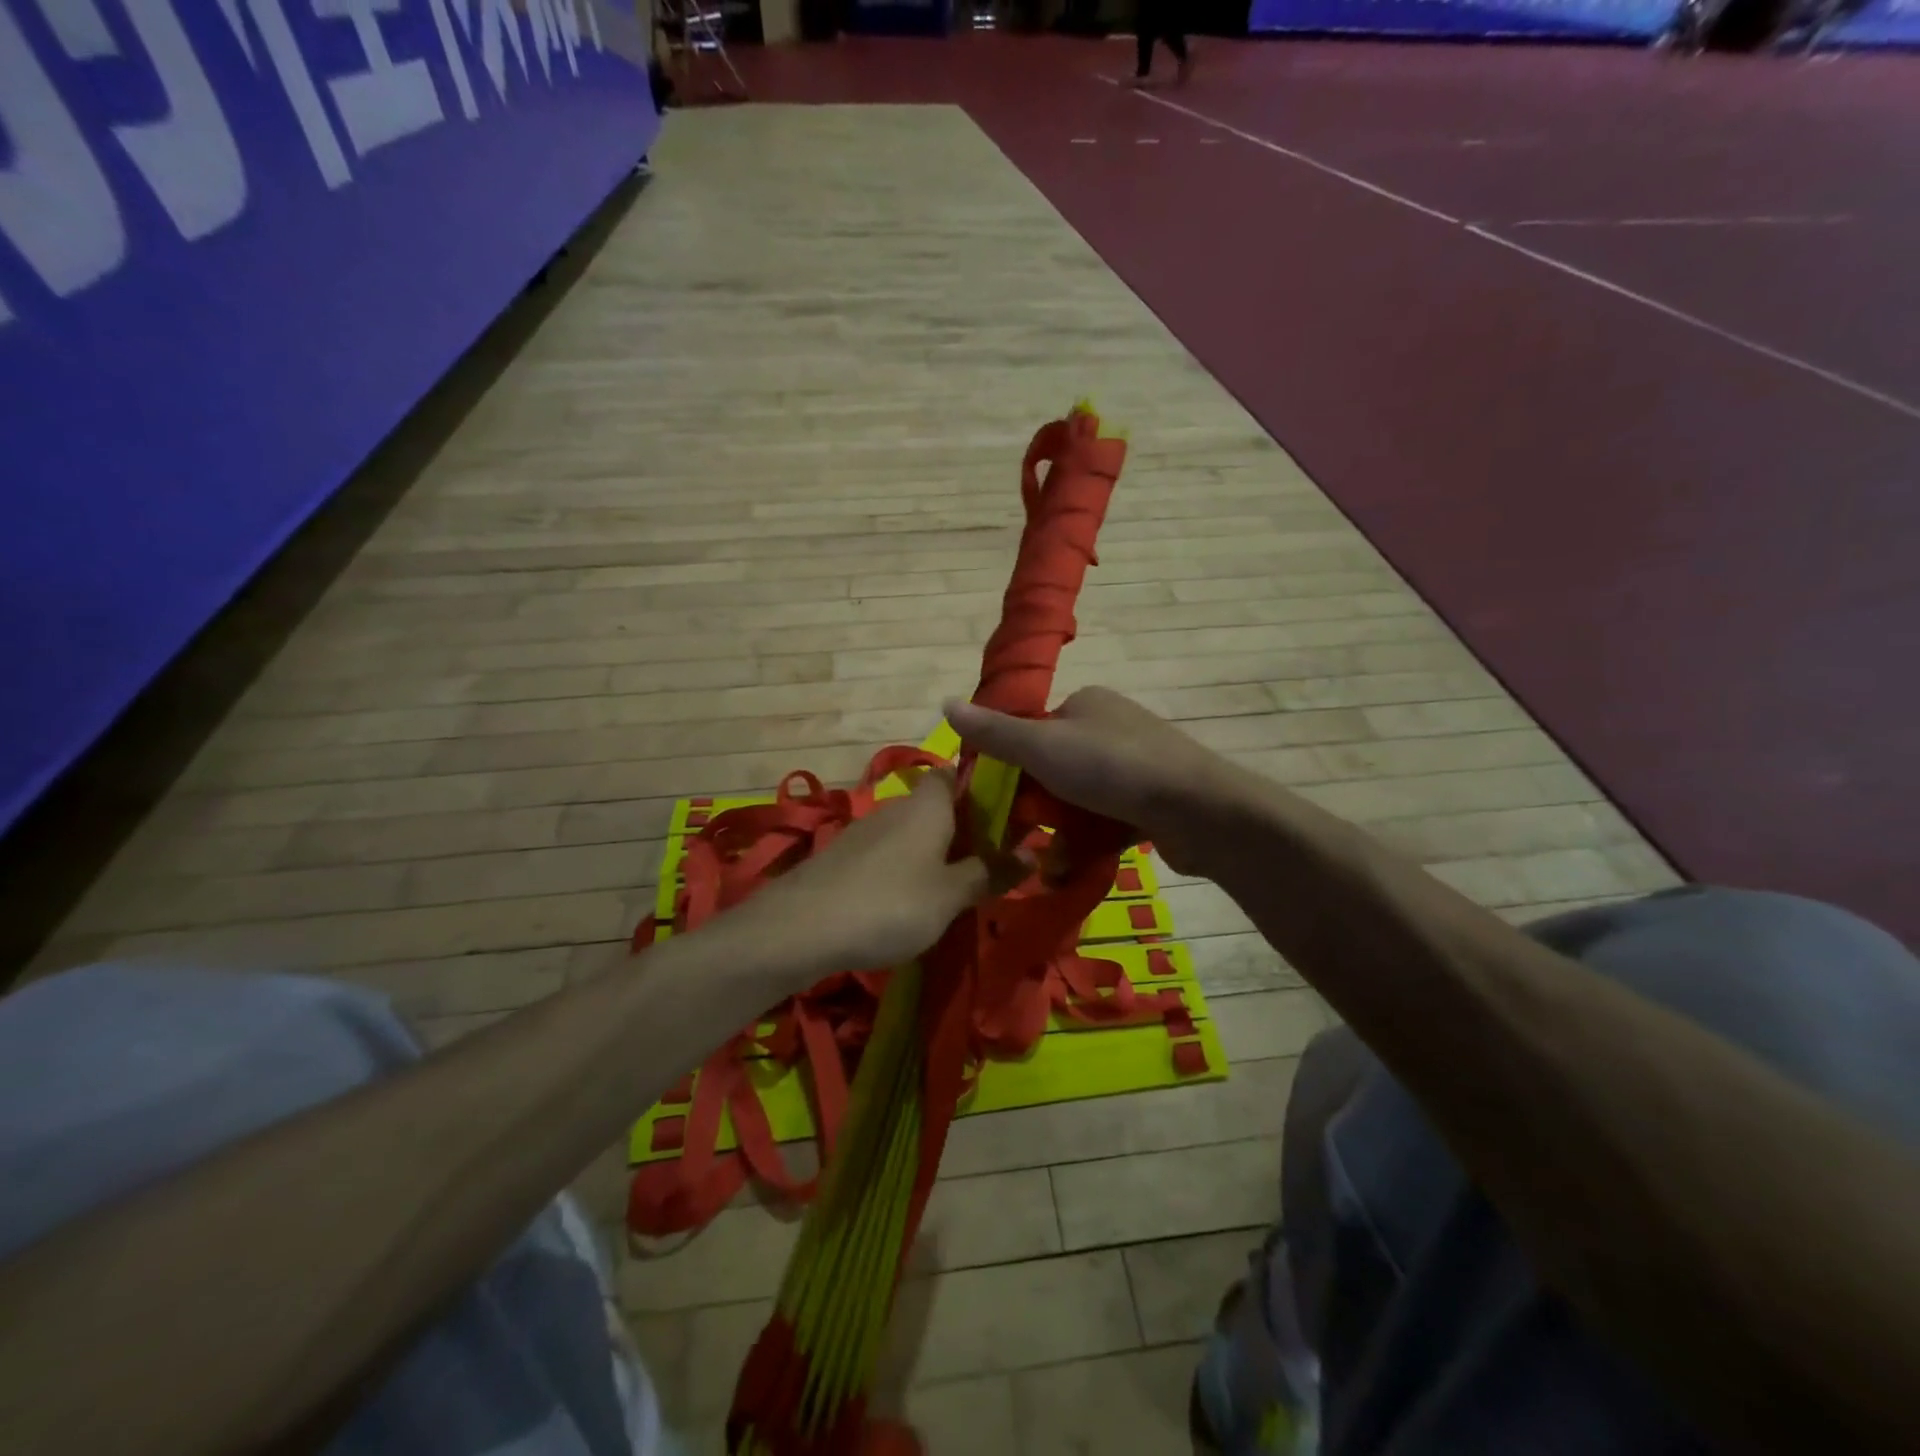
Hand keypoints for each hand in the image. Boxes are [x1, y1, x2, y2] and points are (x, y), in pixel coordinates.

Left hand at [718, 768, 1016, 986]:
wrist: (799, 928)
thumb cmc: (889, 904)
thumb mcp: (950, 896)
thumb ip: (990, 872)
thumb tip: (1033, 853)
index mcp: (928, 805)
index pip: (957, 773)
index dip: (982, 785)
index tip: (1009, 810)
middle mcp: (896, 808)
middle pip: (937, 805)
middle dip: (963, 827)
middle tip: (993, 859)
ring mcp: (866, 831)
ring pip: (912, 831)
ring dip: (935, 851)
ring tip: (958, 885)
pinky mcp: (844, 857)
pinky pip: (889, 853)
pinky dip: (907, 867)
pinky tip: (911, 900)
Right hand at [944, 688, 1232, 873]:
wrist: (1198, 809)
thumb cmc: (1113, 769)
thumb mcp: (1042, 748)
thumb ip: (994, 732)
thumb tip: (945, 704)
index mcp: (1086, 703)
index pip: (1033, 731)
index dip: (1011, 765)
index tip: (998, 801)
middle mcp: (1111, 726)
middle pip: (1055, 767)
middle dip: (1039, 806)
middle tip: (1023, 838)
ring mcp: (1137, 764)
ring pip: (1081, 798)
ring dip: (1063, 830)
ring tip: (1048, 863)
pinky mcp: (1153, 799)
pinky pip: (1108, 817)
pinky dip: (1091, 839)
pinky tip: (1077, 865)